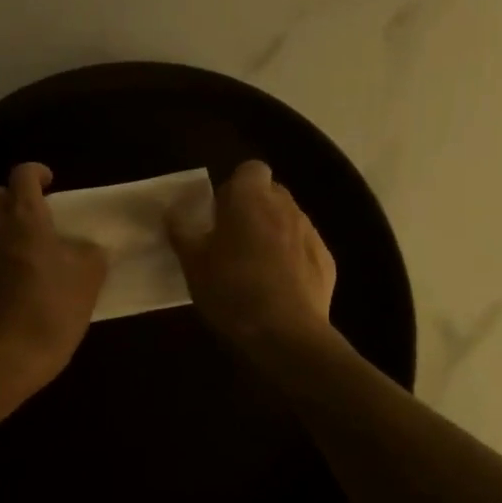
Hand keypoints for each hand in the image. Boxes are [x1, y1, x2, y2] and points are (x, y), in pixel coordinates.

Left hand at [0, 163, 106, 385]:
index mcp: (25, 223)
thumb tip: (86, 247)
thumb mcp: (88, 281)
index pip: (22, 176)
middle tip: (40, 221)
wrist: (2, 362)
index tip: (51, 183)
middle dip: (15, 201)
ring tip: (32, 268)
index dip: (36, 173)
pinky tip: (14, 299)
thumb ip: (90, 254)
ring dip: (8, 241)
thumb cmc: (51, 312)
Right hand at [168, 161, 336, 350]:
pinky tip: (278, 287)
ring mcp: (310, 232)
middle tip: (232, 239)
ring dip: (273, 234)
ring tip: (255, 267)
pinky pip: (304, 249)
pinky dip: (292, 259)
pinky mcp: (327, 261)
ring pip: (288, 221)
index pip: (250, 169)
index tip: (220, 212)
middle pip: (270, 193)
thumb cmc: (231, 288)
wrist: (285, 333)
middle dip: (254, 209)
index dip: (235, 186)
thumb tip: (174, 211)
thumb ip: (182, 230)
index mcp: (250, 197)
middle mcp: (285, 205)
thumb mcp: (192, 262)